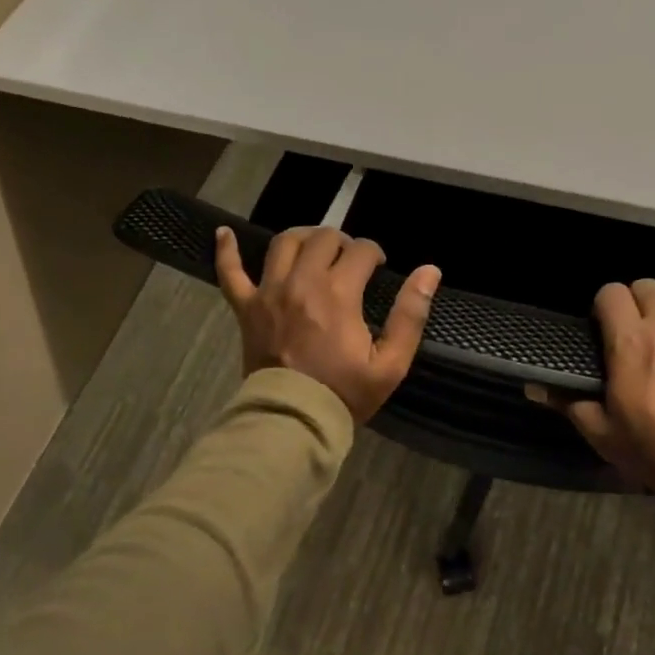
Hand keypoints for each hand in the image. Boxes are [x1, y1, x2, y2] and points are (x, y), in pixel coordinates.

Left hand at [215, 224, 440, 422]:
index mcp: (339, 293)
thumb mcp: (391, 363)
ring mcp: (269, 292)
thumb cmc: (345, 393)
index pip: (361, 250)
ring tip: (316, 247)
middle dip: (343, 242)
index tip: (379, 266)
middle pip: (323, 238)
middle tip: (351, 261)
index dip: (374, 253)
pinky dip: (227, 251)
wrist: (293, 421)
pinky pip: (230, 273)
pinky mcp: (246, 308)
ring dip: (304, 237)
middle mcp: (302, 282)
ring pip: (284, 243)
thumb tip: (430, 271)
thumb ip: (410, 315)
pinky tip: (224, 233)